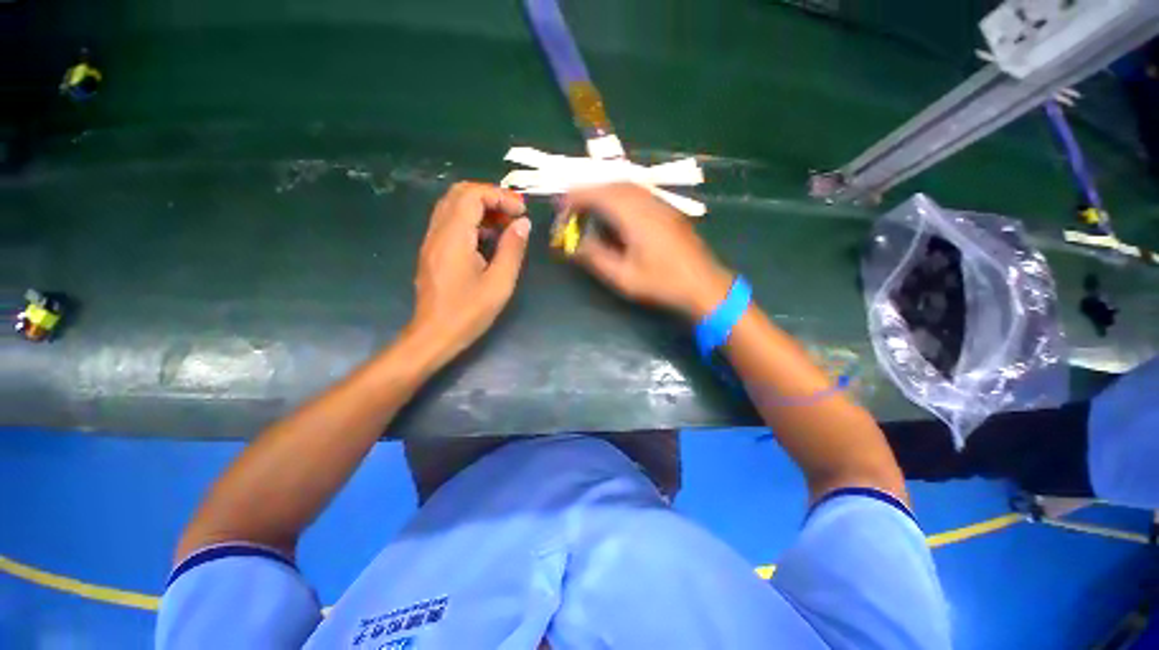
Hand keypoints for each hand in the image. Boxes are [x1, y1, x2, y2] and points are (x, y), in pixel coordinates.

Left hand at [408, 182, 530, 365]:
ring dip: (481, 208)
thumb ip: (512, 249)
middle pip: (459, 194)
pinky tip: (488, 240)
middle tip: (514, 214)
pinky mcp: (432, 251)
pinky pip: (450, 222)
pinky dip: (471, 221)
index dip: (500, 196)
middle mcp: (438, 232)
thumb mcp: (499, 283)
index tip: (522, 211)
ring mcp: (431, 241)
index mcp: (454, 237)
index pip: (472, 195)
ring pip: (453, 206)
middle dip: (490, 197)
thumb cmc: (468, 313)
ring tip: (505, 226)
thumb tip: (523, 224)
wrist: (433, 336)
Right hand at [563, 184, 732, 319]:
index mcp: (635, 217)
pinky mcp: (667, 211)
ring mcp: (661, 204)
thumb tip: (574, 244)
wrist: (703, 285)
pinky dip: (619, 197)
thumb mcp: (623, 277)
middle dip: (587, 192)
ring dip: (603, 193)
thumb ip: (596, 257)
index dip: (576, 197)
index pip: (599, 194)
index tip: (560, 207)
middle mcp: (648, 202)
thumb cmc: (662, 284)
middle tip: (571, 208)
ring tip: (588, 209)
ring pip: (626, 187)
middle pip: (612, 185)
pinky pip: (638, 194)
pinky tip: (615, 214)